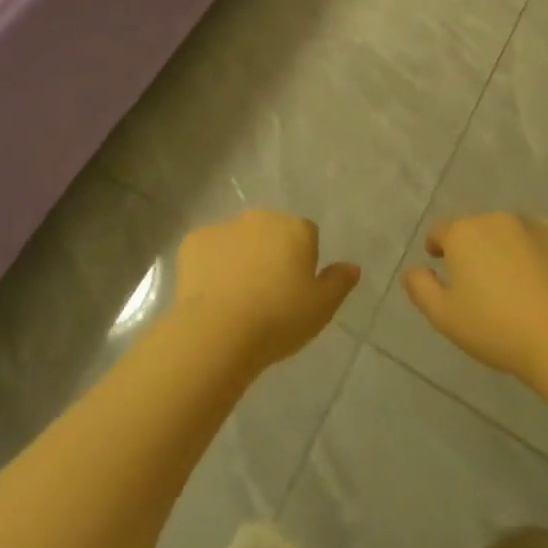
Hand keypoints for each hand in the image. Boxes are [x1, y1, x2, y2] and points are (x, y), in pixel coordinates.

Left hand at [172, 211, 358, 370]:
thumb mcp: (321, 308)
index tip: (295, 292)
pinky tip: (211, 295)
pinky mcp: (195, 240)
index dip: (302, 262)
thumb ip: (339, 282)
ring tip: (236, 300)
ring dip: (240, 258)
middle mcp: (261, 217)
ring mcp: (225, 226)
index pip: (307, 236)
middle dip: (271, 254)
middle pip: (271, 232)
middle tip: (267, 295)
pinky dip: (211, 266)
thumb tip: (352, 266)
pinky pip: (208, 250)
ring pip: (238, 239)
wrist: (218, 330)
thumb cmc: (278, 319)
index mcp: (295, 228)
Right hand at [402, 213, 547, 382]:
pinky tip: (543, 278)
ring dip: (505, 247)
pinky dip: (537, 251)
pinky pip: (541, 238)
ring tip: (514, 280)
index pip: (441, 230)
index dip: (438, 245)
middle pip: (477, 228)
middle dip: (474, 248)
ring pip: (509, 231)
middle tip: (482, 281)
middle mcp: (494, 218)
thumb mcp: (445, 317)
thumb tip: (411, 269)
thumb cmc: (496, 328)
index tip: (440, 261)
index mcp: (463, 233)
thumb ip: (421, 288)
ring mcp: (531, 223)